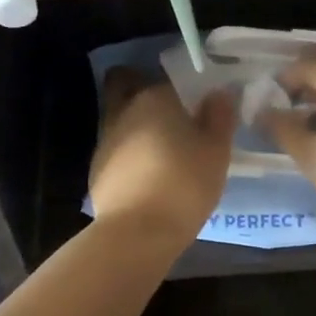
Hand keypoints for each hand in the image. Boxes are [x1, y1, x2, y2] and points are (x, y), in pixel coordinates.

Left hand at [88, 68, 234, 243]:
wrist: (136, 233)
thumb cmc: (184, 184)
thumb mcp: (217, 151)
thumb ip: (220, 117)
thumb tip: (219, 93)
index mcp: (156, 97)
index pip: (175, 82)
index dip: (190, 93)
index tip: (204, 111)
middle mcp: (126, 109)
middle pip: (137, 91)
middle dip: (153, 102)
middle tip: (178, 124)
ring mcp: (106, 139)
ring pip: (125, 121)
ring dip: (142, 130)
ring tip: (166, 156)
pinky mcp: (96, 168)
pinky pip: (119, 151)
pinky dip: (132, 157)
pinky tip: (149, 178)